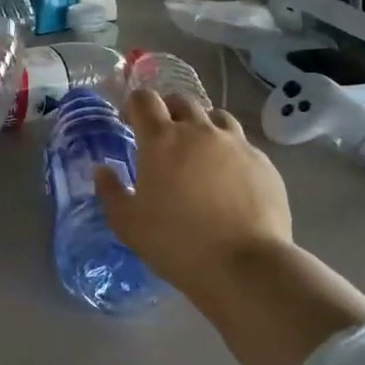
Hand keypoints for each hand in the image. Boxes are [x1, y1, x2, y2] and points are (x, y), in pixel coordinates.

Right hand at [95, 90, 294, 296]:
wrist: (245, 266)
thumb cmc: (176, 243)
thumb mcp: (127, 223)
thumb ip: (110, 191)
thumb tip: (101, 170)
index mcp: (161, 140)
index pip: (144, 99)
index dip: (134, 105)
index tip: (131, 123)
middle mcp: (199, 131)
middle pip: (181, 100)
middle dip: (168, 111)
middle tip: (163, 138)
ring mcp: (236, 144)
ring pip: (216, 117)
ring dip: (202, 126)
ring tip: (199, 153)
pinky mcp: (263, 162)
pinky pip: (242, 144)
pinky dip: (229, 152)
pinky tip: (229, 179)